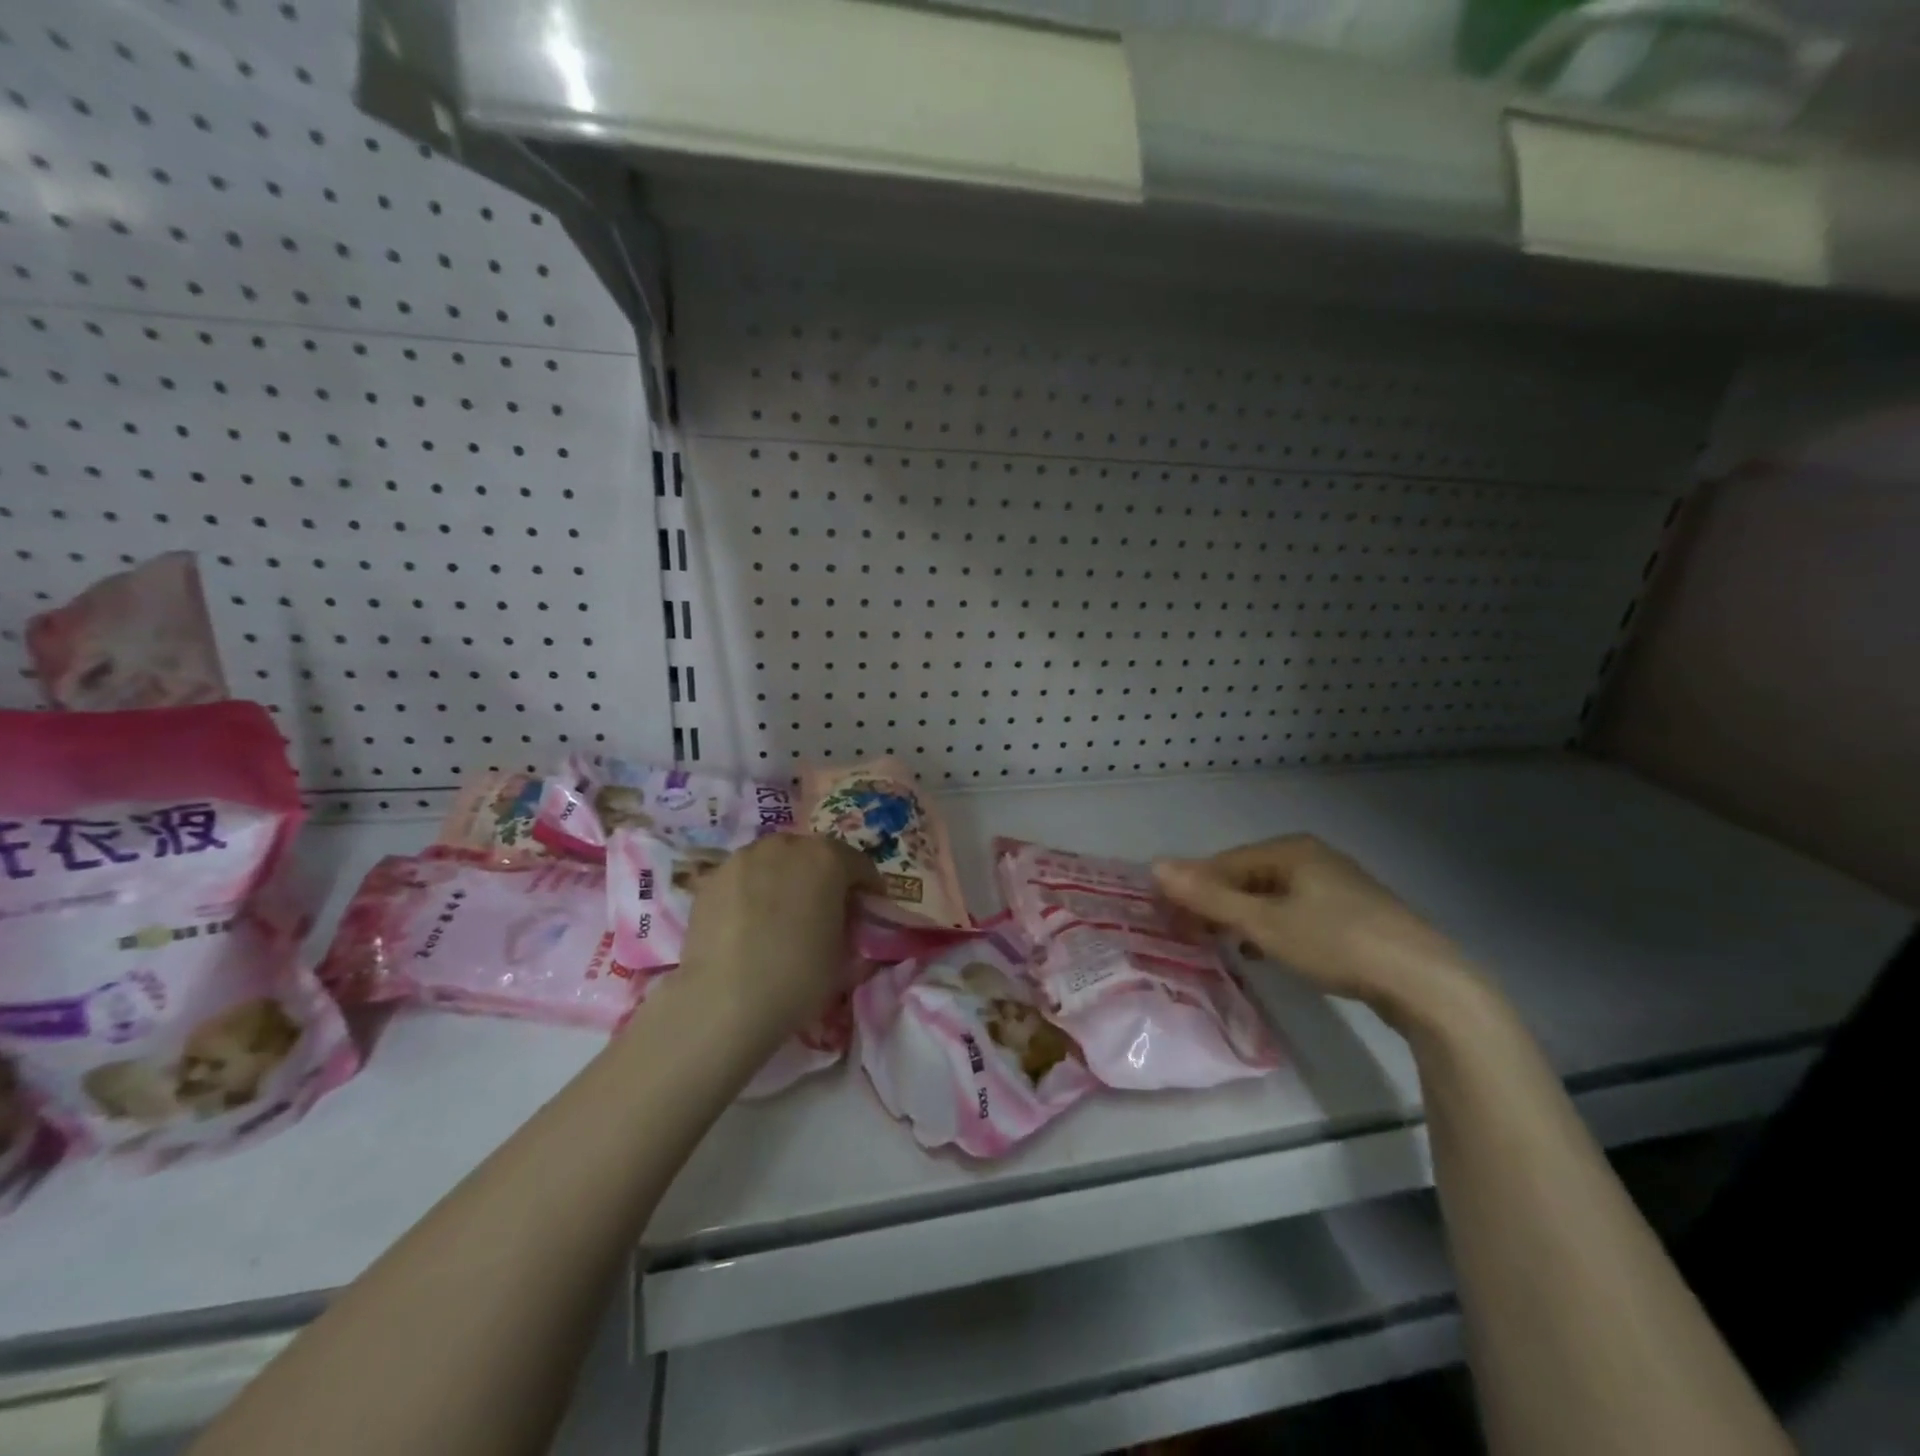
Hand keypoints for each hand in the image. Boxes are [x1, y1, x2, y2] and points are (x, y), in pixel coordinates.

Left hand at [675, 833, 879, 1040]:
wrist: (724, 1003)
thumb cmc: (799, 977)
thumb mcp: (845, 954)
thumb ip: (849, 924)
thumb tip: (841, 920)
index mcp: (827, 858)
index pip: (859, 864)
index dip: (867, 889)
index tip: (867, 912)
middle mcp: (785, 845)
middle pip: (814, 854)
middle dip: (824, 877)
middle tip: (825, 911)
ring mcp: (743, 858)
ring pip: (775, 861)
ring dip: (786, 879)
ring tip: (782, 914)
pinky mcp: (711, 879)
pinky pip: (744, 878)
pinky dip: (753, 892)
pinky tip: (750, 923)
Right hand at [1154, 835, 1484, 1026]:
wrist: (1425, 982)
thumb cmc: (1336, 943)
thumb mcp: (1264, 923)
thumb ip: (1209, 896)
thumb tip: (1155, 866)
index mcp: (1290, 849)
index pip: (1223, 862)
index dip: (1192, 888)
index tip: (1170, 919)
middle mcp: (1312, 857)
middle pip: (1247, 877)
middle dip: (1216, 904)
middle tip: (1191, 935)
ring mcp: (1336, 885)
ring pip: (1270, 897)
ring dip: (1241, 918)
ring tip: (1222, 945)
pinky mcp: (1353, 914)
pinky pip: (1294, 912)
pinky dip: (1271, 928)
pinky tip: (1265, 952)